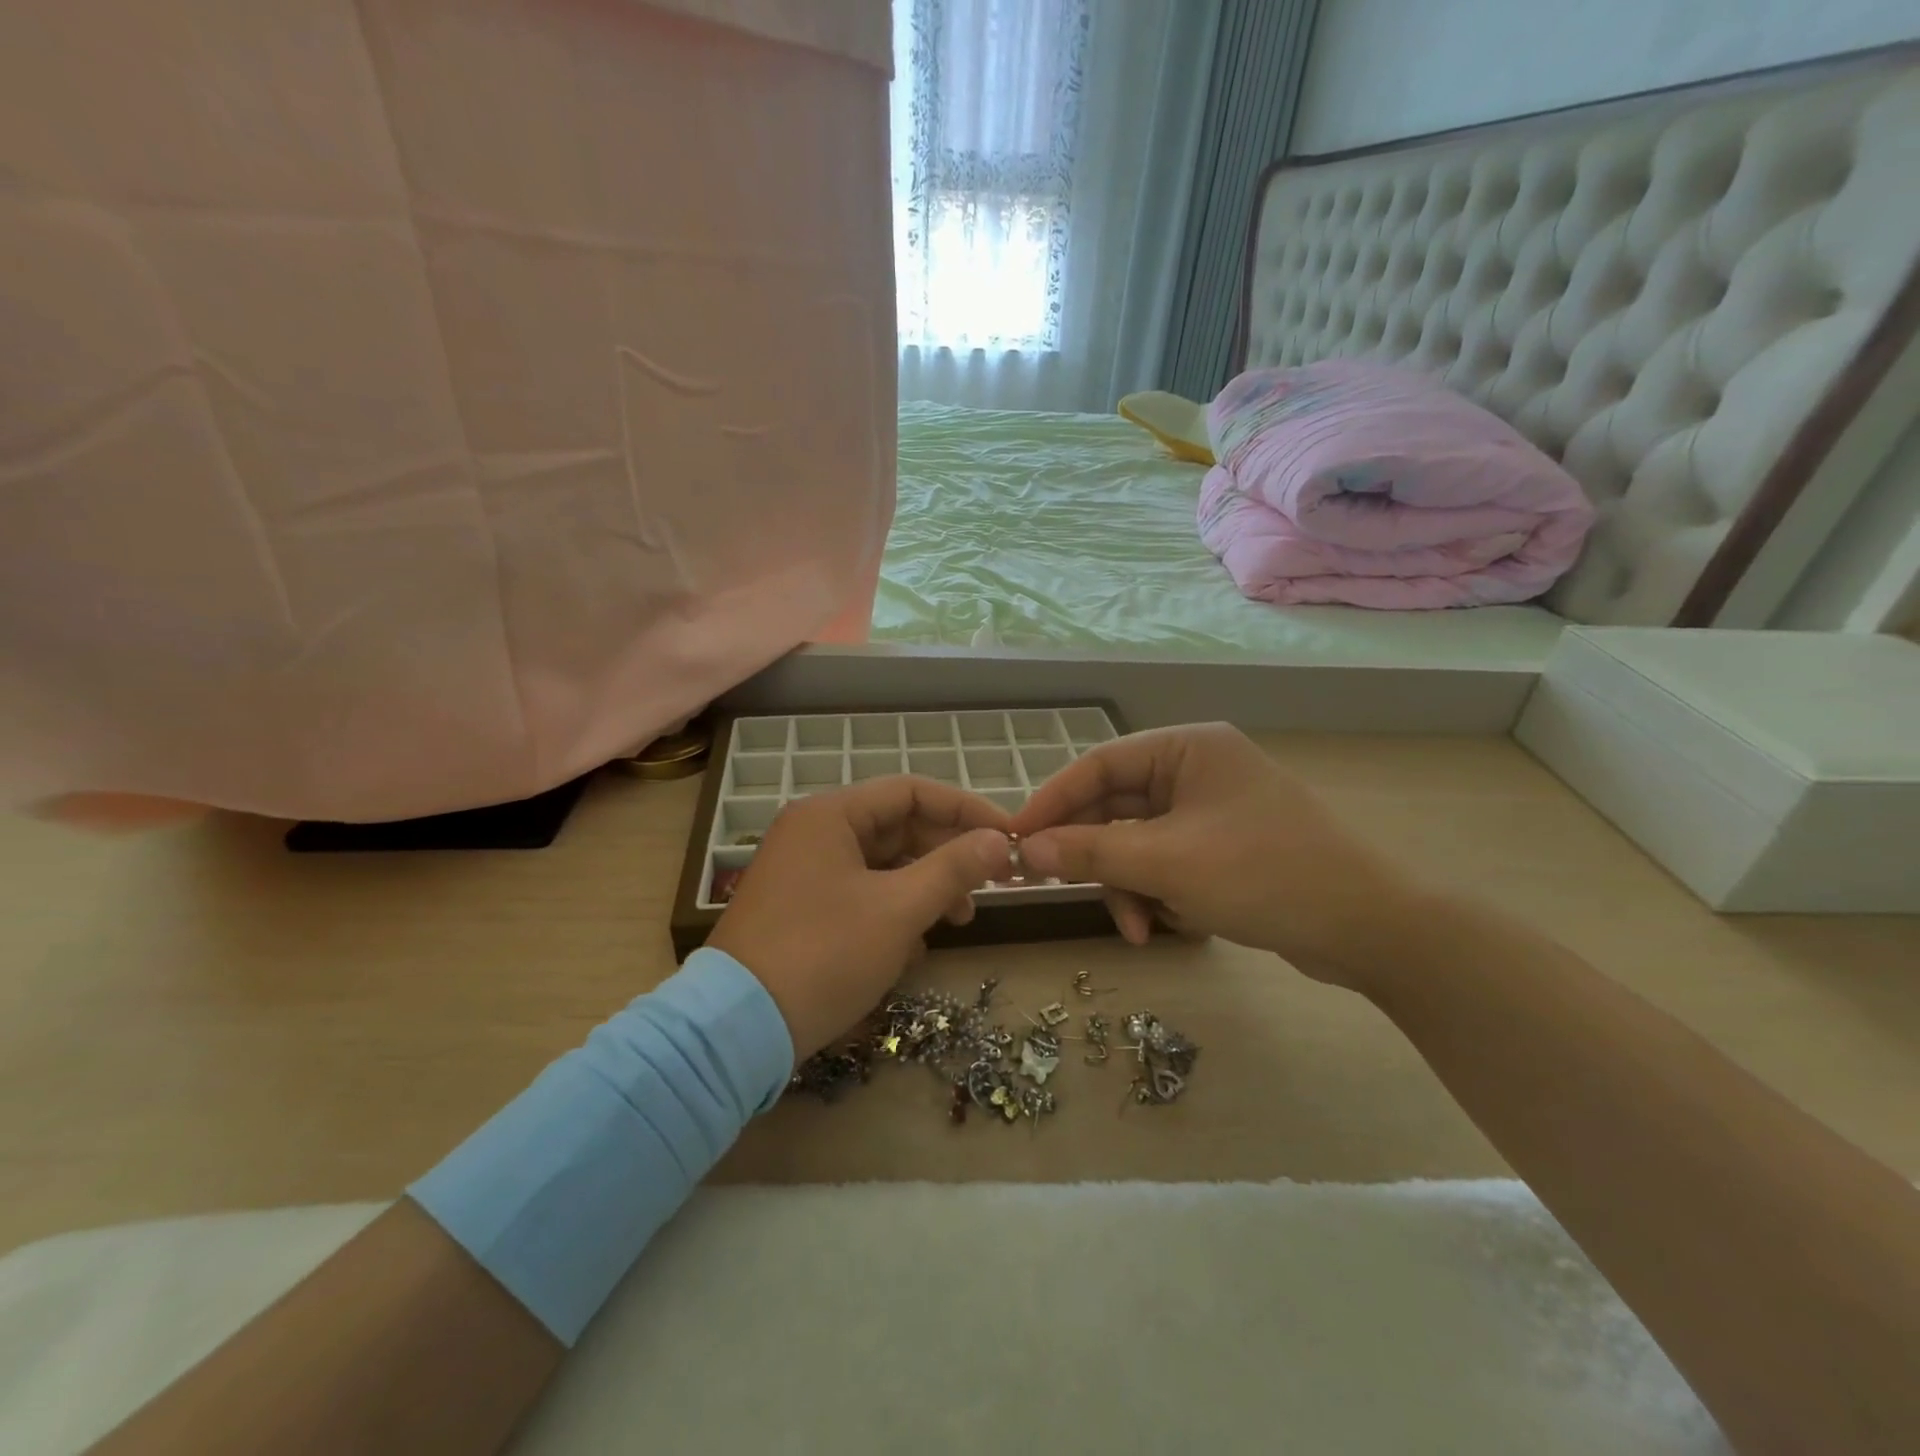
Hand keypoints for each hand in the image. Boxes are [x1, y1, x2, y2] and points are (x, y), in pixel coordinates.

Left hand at [708, 777, 1013, 1056]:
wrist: (736, 1030)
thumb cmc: (824, 954)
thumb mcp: (898, 909)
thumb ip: (953, 868)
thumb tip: (999, 840)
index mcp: (830, 815)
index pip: (912, 792)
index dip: (966, 810)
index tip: (1008, 836)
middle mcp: (814, 833)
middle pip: (898, 828)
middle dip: (947, 856)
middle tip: (990, 885)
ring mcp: (804, 872)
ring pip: (882, 865)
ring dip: (925, 888)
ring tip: (958, 921)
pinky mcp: (801, 909)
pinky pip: (861, 894)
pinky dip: (893, 912)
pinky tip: (913, 948)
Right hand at [1008, 724, 1424, 989]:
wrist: (1370, 928)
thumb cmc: (1264, 874)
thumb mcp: (1167, 863)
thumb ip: (1091, 851)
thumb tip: (1026, 848)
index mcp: (1187, 750)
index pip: (1100, 764)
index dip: (1053, 800)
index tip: (1015, 837)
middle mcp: (1197, 771)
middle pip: (1117, 807)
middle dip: (1097, 857)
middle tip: (1062, 889)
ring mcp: (1212, 812)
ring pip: (1139, 843)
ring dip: (1128, 886)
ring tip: (1137, 929)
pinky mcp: (1224, 850)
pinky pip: (1167, 864)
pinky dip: (1157, 894)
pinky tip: (1168, 927)